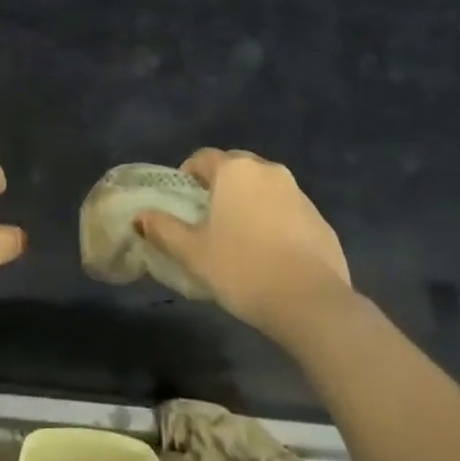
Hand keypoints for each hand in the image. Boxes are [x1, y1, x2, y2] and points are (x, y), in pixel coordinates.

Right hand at [135, 147, 351, 337]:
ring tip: (241, 237)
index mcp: (234, 170)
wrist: (311, 303)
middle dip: (221, 185)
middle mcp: (267, 170)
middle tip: (210, 217)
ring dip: (250, 202)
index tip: (184, 200)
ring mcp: (298, 193)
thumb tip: (139, 216)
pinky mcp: (319, 218)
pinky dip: (275, 221)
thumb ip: (164, 229)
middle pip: (235, 167)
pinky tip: (271, 253)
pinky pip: (288, 210)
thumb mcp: (194, 253)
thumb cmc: (242, 269)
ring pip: (264, 187)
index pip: (202, 158)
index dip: (188, 174)